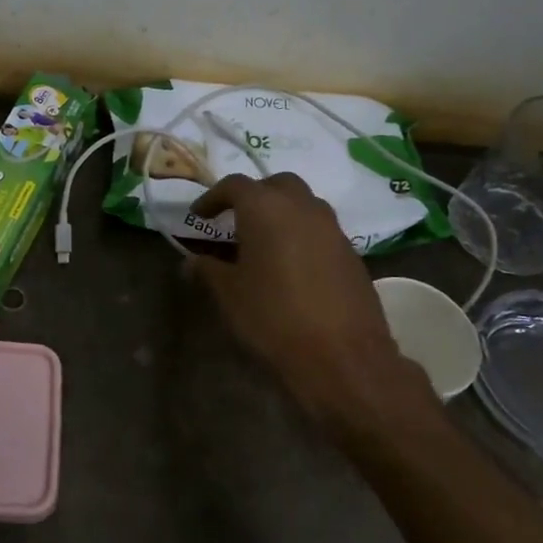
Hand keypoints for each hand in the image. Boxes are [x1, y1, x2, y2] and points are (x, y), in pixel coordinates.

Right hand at [190, 174, 431, 437]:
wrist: (341, 357)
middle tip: (235, 220)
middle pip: (275, 184)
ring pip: (303, 204)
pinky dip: (302, 235)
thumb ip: (208, 270)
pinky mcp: (351, 252)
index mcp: (265, 208)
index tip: (199, 216)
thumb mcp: (229, 294)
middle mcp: (302, 206)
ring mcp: (332, 228)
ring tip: (263, 242)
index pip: (234, 185)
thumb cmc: (273, 317)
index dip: (212, 198)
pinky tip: (291, 265)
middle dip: (253, 196)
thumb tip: (191, 262)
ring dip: (281, 213)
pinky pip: (320, 229)